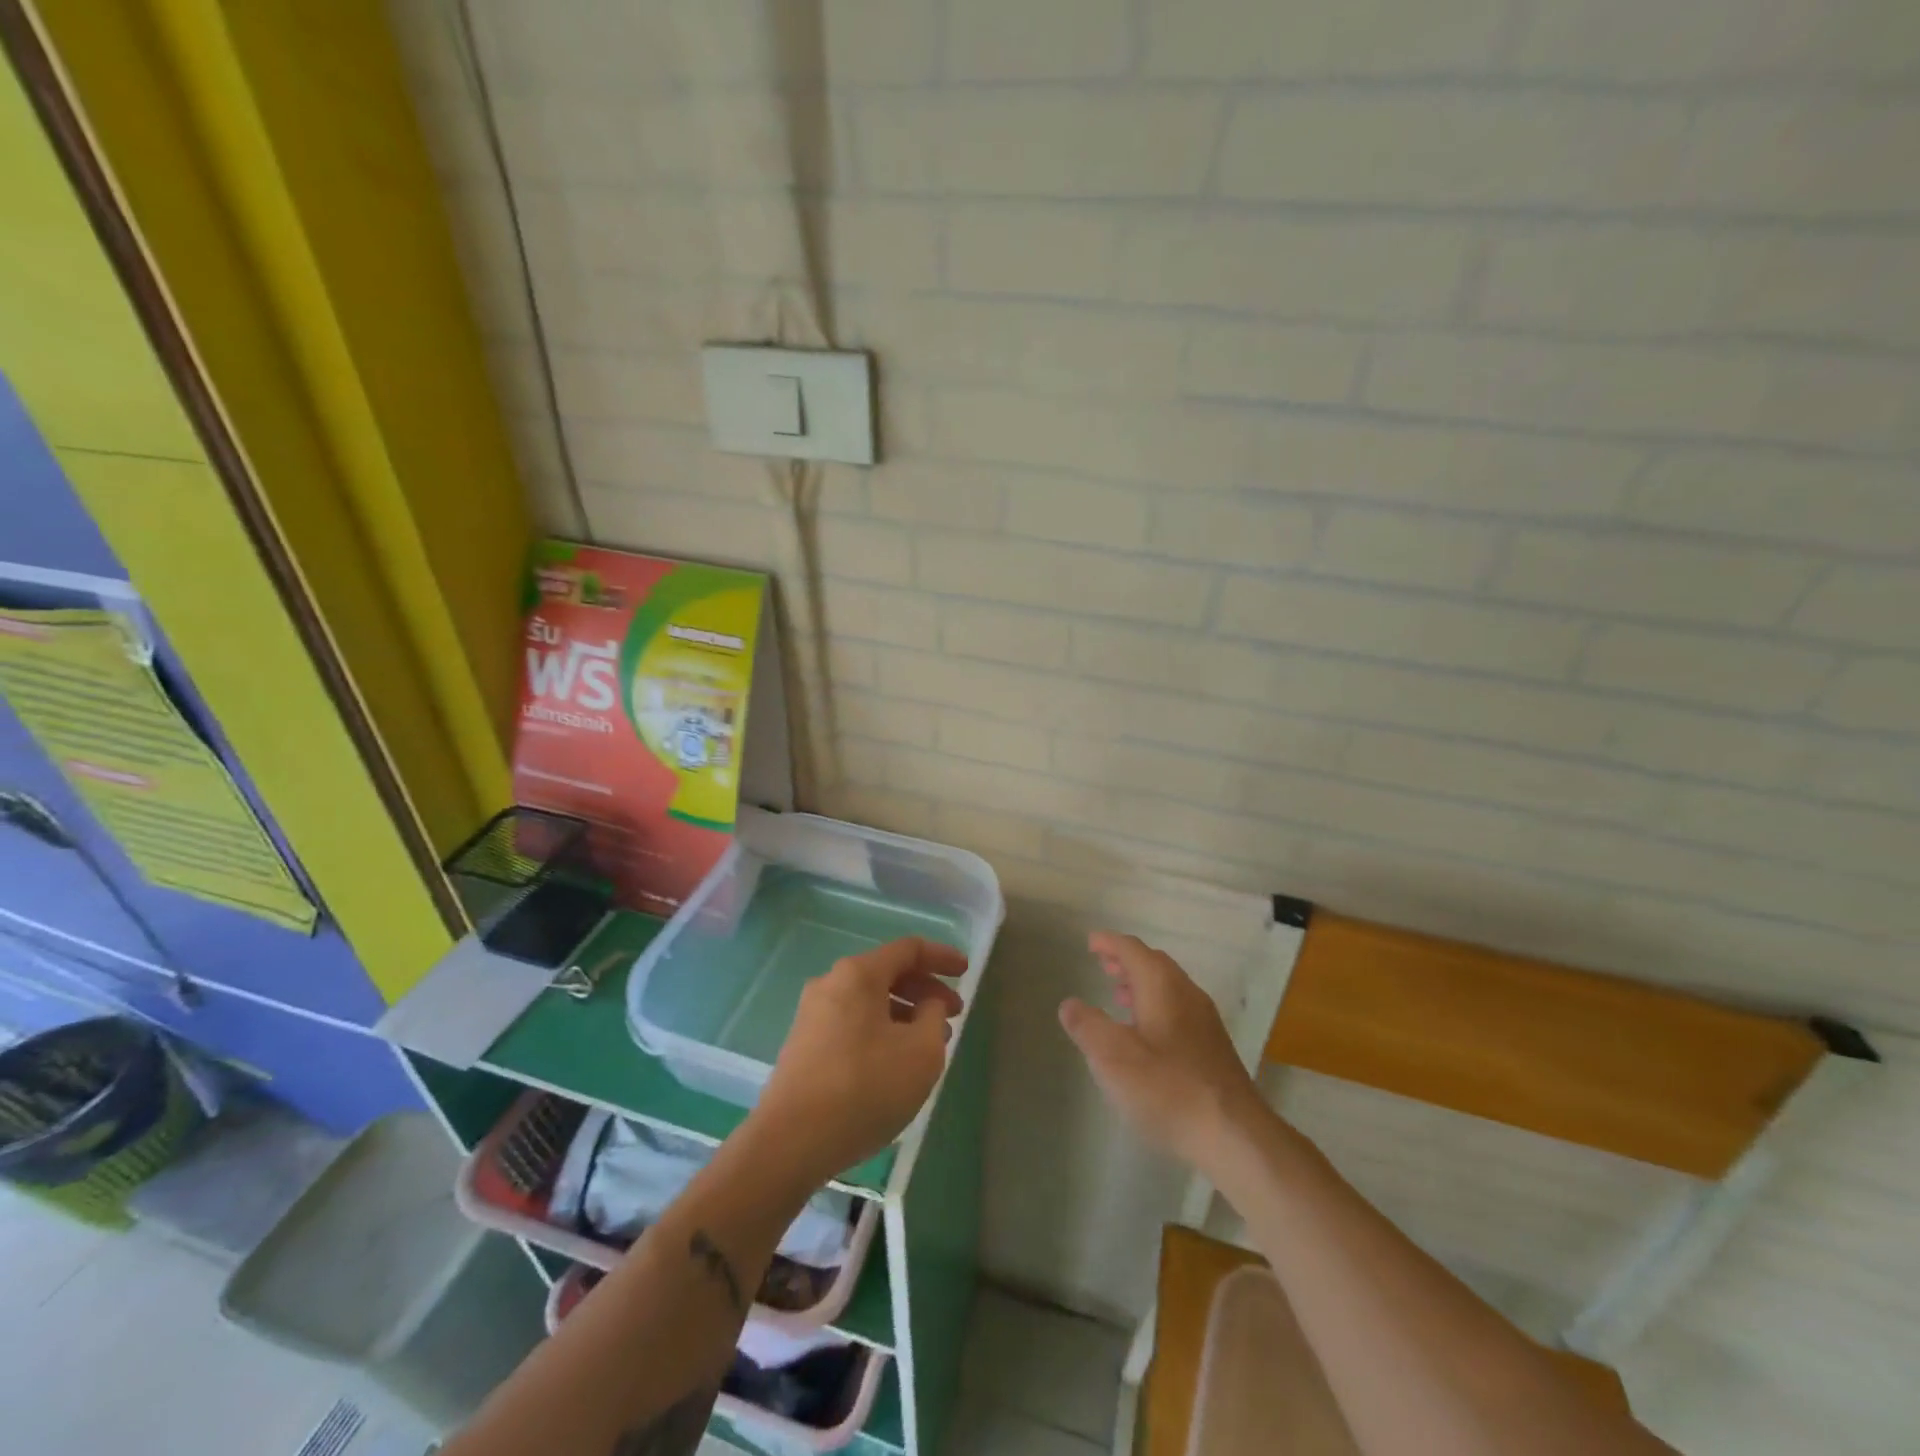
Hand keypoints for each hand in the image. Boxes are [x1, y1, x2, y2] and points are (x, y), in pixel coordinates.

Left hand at [755, 937, 966, 1185]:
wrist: (790, 1142)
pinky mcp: (804, 1045)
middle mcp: (831, 983)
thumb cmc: (865, 1088)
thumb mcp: (921, 1052)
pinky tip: (896, 1061)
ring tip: (930, 1042)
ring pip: (870, 1000)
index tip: (966, 971)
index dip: (942, 957)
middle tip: (954, 1013)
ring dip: (904, 1013)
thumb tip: (927, 1005)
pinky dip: (881, 1029)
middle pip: (887, 973)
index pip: (908, 949)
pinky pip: (853, 1022)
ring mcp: (812, 1014)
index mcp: (858, 974)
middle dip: (925, 989)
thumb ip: (934, 1017)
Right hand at [1059, 931, 1264, 1169]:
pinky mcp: (1213, 1048)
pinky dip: (1156, 1006)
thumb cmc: (1167, 1089)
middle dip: (1127, 961)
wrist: (1235, 1136)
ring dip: (1142, 984)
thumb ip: (1087, 1026)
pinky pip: (1179, 1009)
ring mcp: (1205, 1022)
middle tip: (1103, 964)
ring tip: (1119, 995)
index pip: (1133, 950)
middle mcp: (1187, 995)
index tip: (1090, 942)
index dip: (1109, 943)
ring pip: (1169, 988)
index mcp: (1162, 987)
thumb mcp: (1112, 1057)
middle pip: (1155, 964)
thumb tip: (1070, 1004)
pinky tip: (1146, 1034)